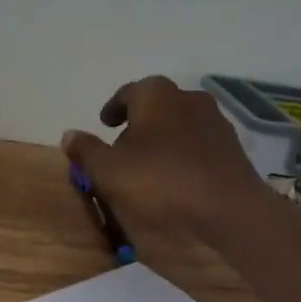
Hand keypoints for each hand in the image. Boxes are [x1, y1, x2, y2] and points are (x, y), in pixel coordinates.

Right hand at [62, 76, 281, 242]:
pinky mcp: (232, 148)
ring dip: (162, 139)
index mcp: (156, 95)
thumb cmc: (161, 181)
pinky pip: (198, 144)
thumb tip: (69, 134)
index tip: (104, 124)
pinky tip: (176, 178)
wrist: (229, 209)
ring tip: (148, 166)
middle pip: (156, 107)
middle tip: (122, 148)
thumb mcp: (109, 170)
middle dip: (138, 124)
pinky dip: (183, 154)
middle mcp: (188, 98)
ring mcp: (215, 122)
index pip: (128, 92)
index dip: (113, 108)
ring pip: (179, 124)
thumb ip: (86, 150)